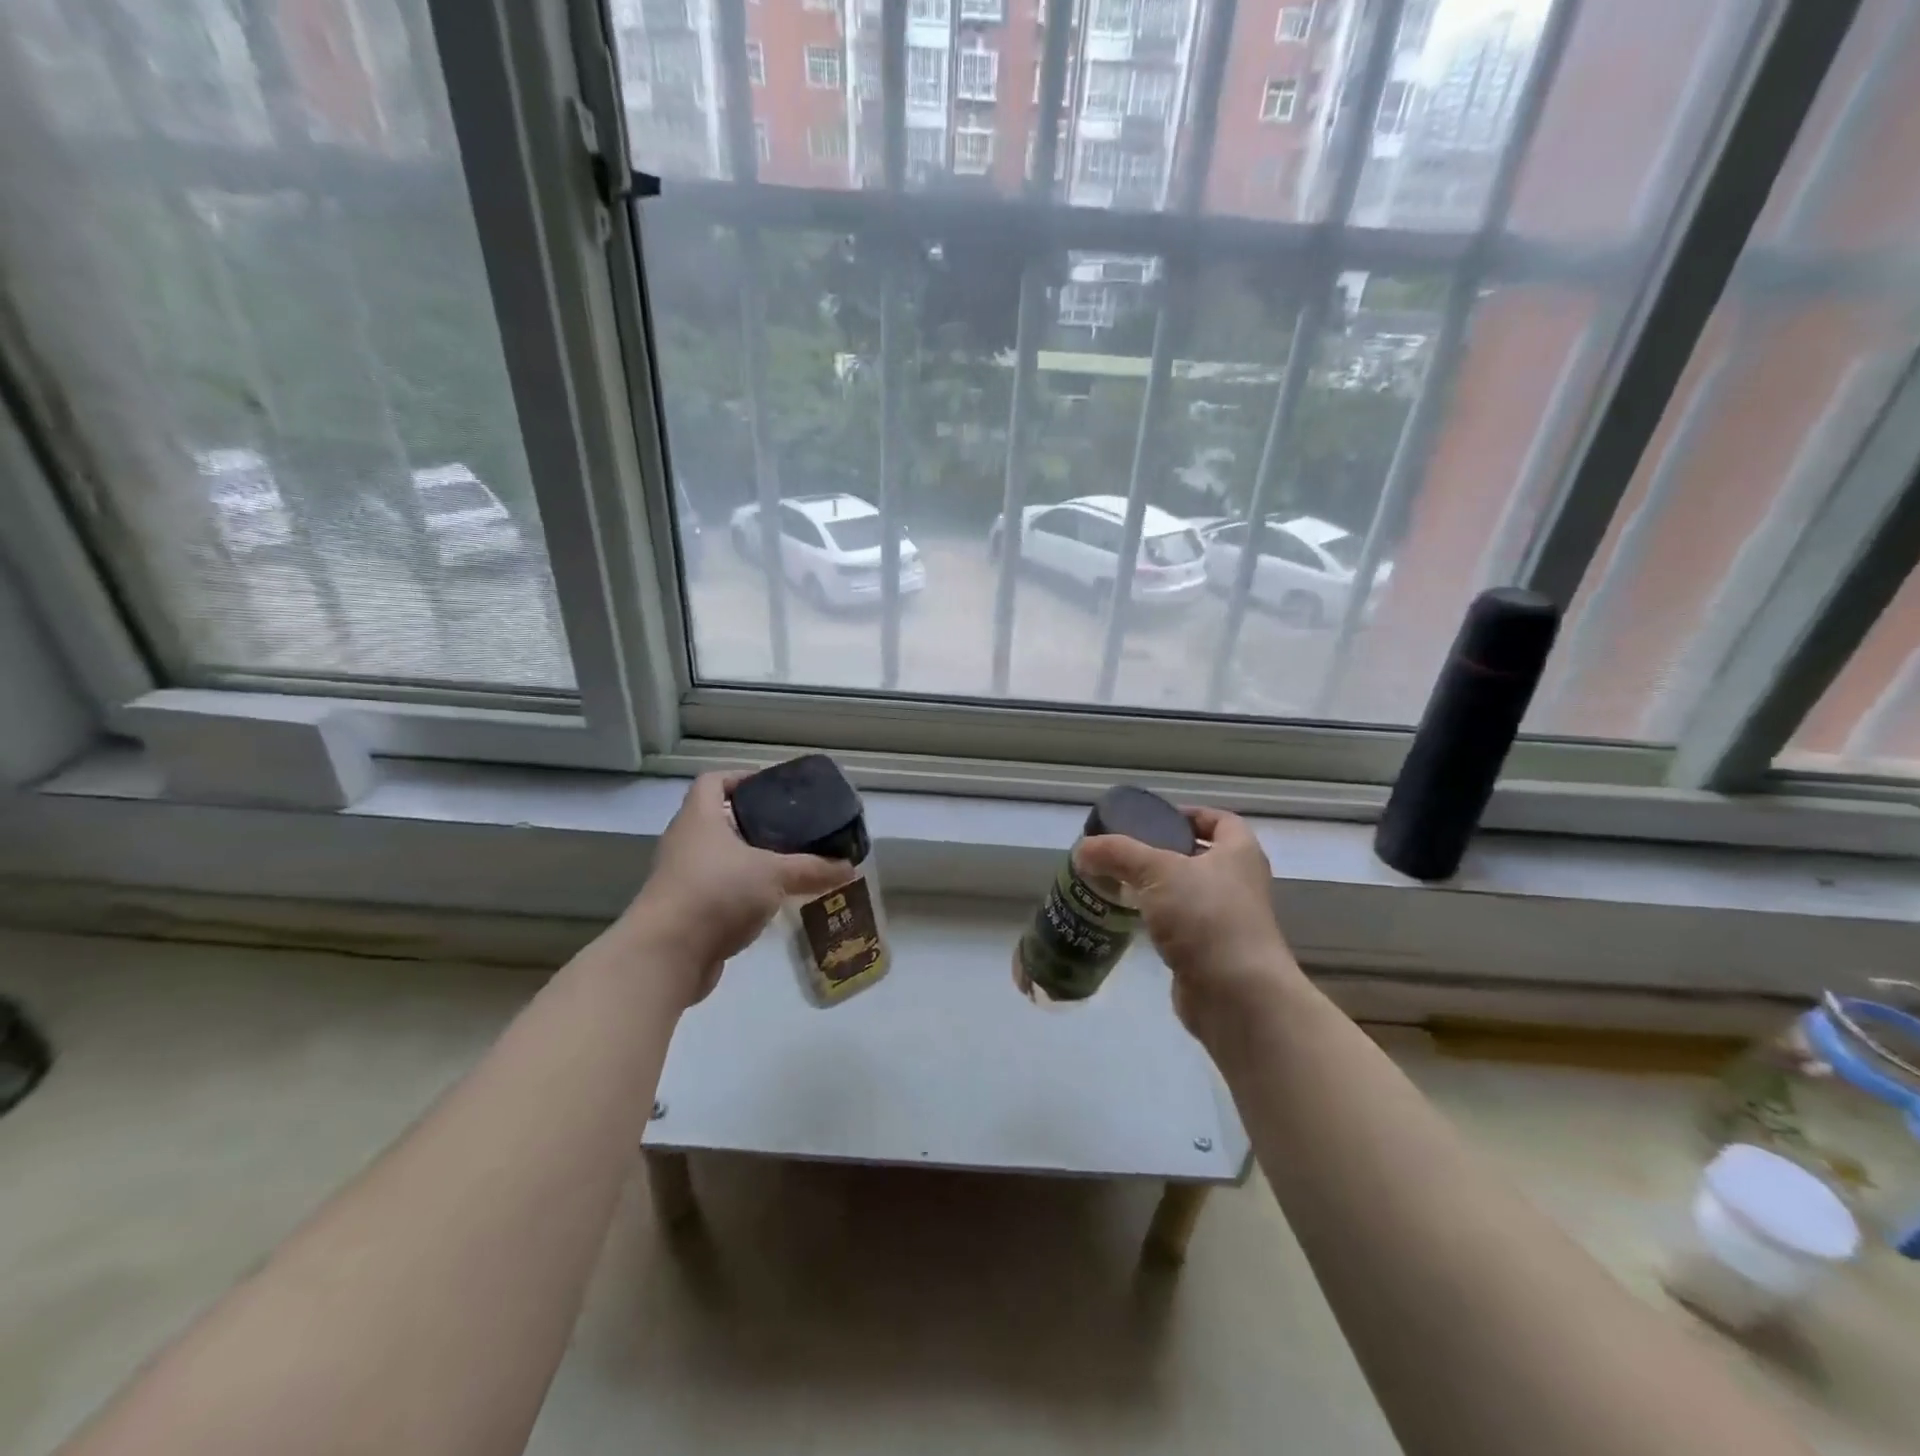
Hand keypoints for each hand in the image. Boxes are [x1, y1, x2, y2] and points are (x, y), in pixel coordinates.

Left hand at [621, 772, 851, 1006]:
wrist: (666, 956)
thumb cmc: (716, 893)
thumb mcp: (774, 875)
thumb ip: (813, 868)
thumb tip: (849, 868)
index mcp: (699, 818)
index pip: (713, 781)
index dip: (740, 778)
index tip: (773, 789)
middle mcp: (685, 842)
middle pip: (720, 820)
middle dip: (756, 823)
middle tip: (793, 828)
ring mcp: (682, 878)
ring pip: (721, 859)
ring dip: (751, 861)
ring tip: (789, 865)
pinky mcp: (686, 911)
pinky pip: (719, 891)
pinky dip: (743, 892)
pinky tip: (772, 902)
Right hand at [1075, 807, 1303, 1041]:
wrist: (1236, 994)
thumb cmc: (1206, 916)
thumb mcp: (1157, 871)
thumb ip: (1117, 854)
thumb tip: (1082, 849)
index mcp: (1239, 853)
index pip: (1220, 820)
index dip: (1190, 814)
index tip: (1155, 818)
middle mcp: (1239, 883)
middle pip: (1200, 856)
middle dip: (1164, 851)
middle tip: (1125, 851)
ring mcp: (1228, 920)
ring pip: (1188, 893)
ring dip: (1158, 887)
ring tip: (1118, 882)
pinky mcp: (1212, 952)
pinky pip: (1182, 925)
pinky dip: (1159, 919)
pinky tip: (1131, 918)